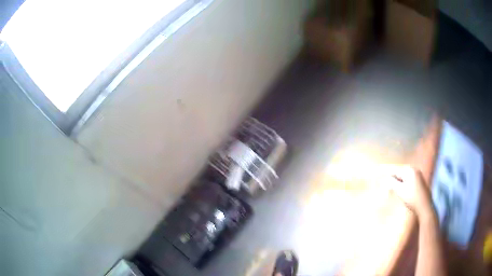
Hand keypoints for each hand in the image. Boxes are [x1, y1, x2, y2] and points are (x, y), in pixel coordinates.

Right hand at [385, 166, 434, 218]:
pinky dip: (403, 184)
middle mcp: (414, 170)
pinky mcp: (420, 181)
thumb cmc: (412, 198)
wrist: (425, 207)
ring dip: (397, 182)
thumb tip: (386, 178)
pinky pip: (408, 180)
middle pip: (400, 172)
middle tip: (384, 183)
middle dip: (392, 178)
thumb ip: (392, 183)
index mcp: (410, 170)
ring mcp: (418, 175)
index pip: (395, 170)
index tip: (378, 170)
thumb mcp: (400, 191)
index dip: (386, 172)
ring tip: (391, 189)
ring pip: (404, 177)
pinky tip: (401, 191)